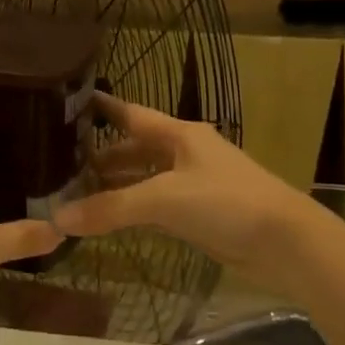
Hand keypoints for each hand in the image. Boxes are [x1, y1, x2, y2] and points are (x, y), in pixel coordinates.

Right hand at [56, 94, 337, 299]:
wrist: (286, 243)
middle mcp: (185, 153)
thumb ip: (112, 208)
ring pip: (145, 178)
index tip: (69, 102)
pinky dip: (133, 209)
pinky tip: (111, 218)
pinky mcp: (200, 214)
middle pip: (136, 148)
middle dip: (102, 156)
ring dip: (116, 185)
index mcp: (179, 134)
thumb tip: (58, 218)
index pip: (132, 114)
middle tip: (61, 162)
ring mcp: (194, 184)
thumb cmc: (226, 203)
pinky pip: (157, 205)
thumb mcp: (164, 200)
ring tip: (76, 192)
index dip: (103, 108)